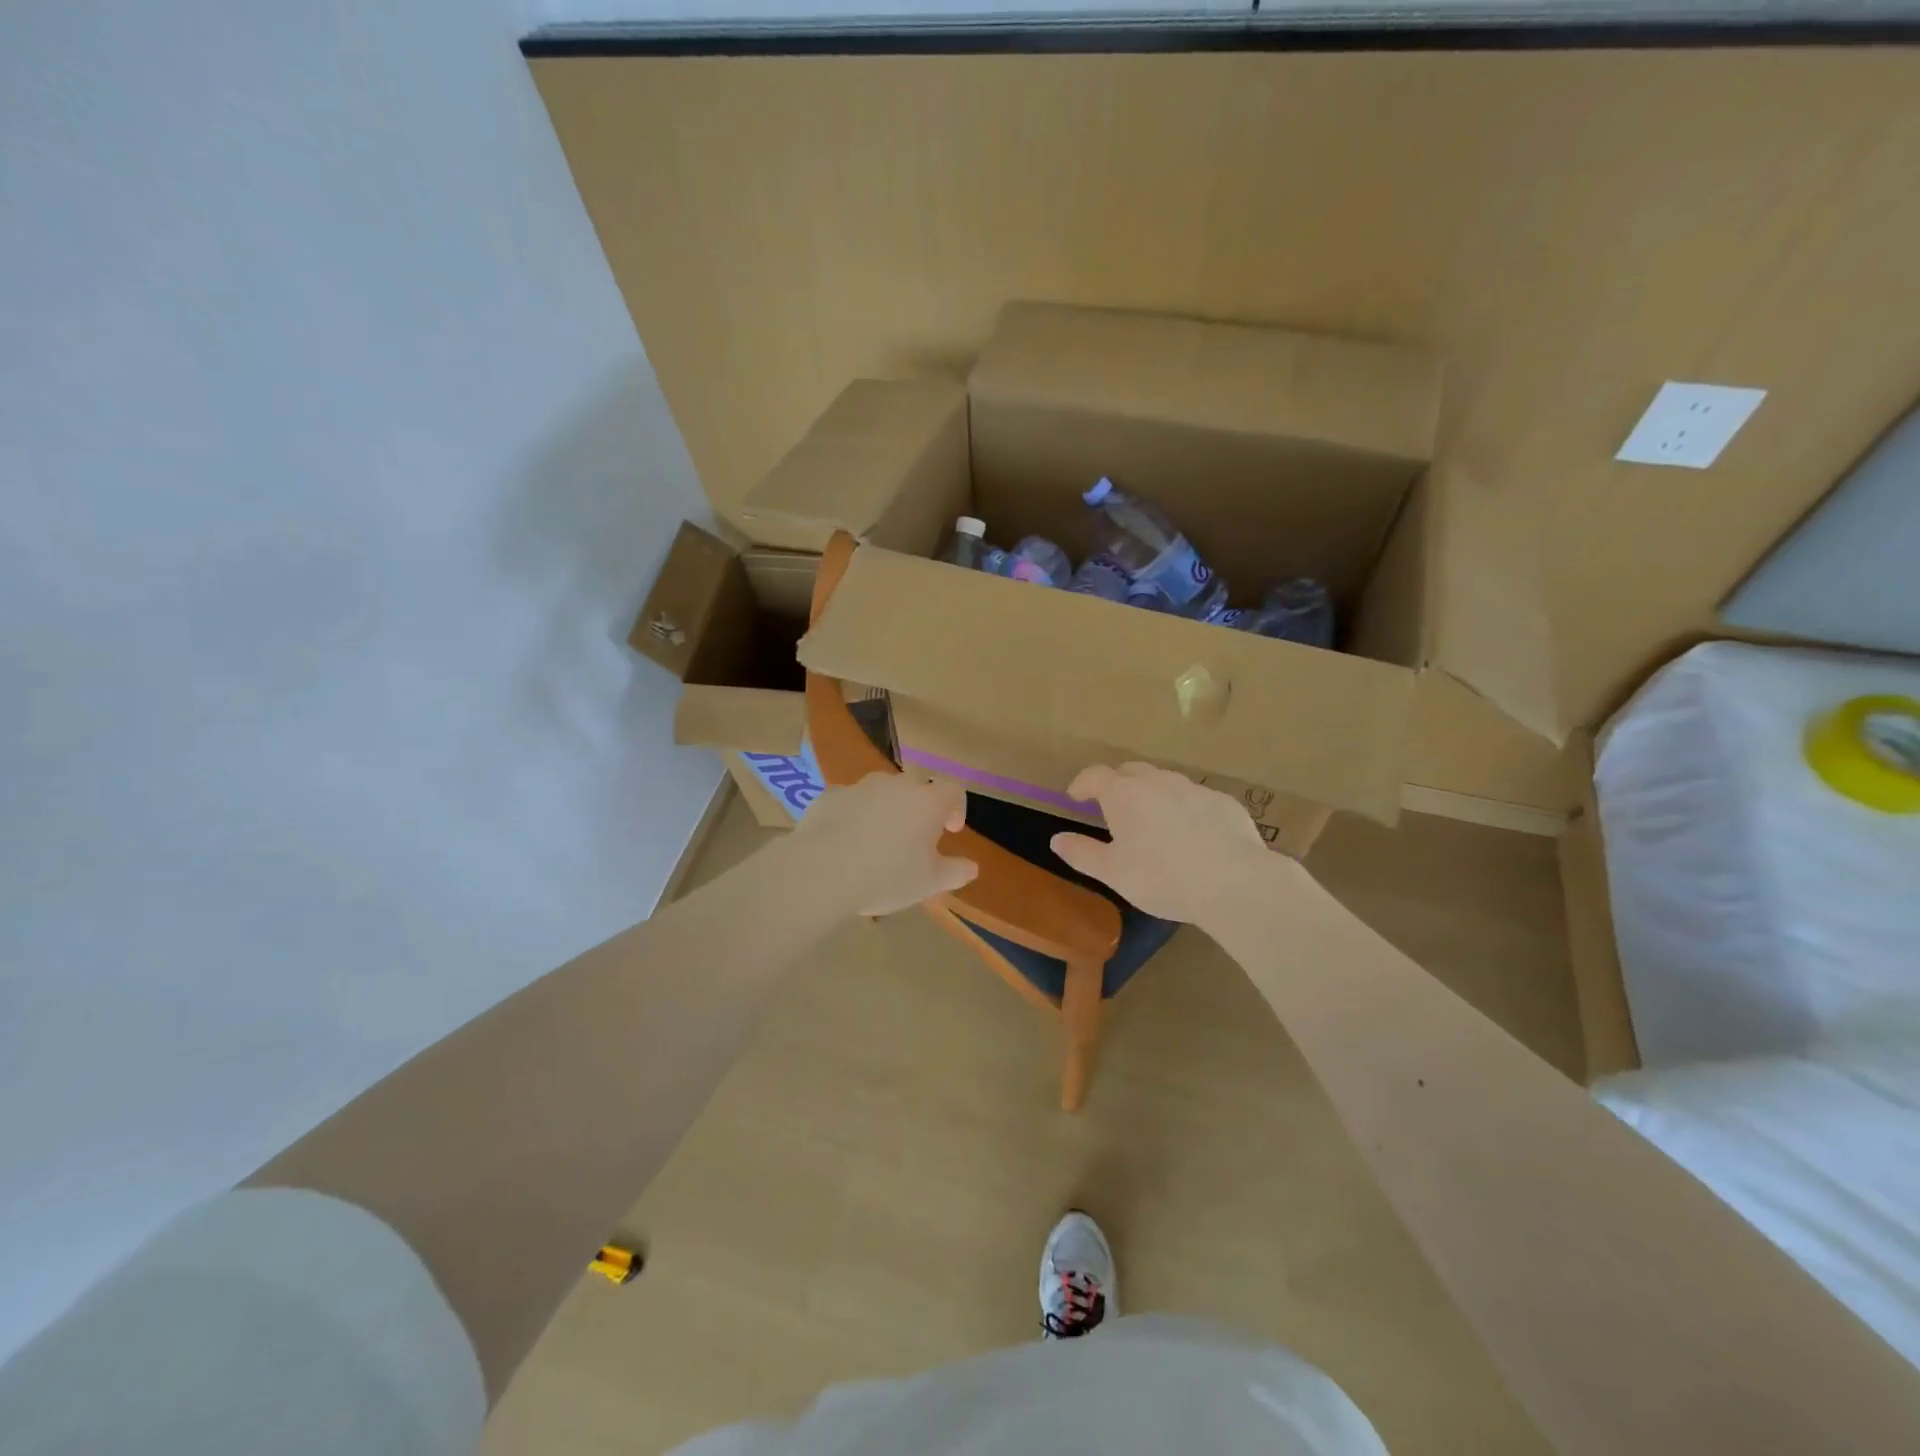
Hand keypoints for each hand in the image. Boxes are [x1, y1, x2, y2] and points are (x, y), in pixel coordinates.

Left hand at [793, 771, 978, 915]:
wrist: (823, 870)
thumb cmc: (887, 876)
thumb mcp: (930, 883)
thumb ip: (955, 872)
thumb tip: (971, 868)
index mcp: (927, 802)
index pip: (954, 789)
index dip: (957, 807)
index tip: (950, 830)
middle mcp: (896, 785)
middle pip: (916, 781)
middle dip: (919, 801)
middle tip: (914, 831)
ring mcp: (860, 787)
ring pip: (880, 789)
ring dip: (884, 806)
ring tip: (876, 838)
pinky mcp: (830, 796)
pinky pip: (849, 801)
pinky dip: (853, 814)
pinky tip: (844, 841)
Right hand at [1049, 762, 1278, 923]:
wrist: (1233, 881)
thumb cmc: (1161, 877)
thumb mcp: (1113, 872)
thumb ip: (1082, 853)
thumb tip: (1056, 839)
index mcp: (1124, 795)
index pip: (1095, 775)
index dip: (1082, 784)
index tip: (1076, 797)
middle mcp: (1157, 782)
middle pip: (1131, 771)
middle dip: (1118, 784)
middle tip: (1113, 807)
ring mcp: (1194, 789)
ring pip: (1166, 782)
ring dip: (1153, 795)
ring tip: (1153, 822)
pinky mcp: (1224, 803)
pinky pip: (1196, 800)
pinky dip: (1186, 810)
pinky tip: (1193, 836)